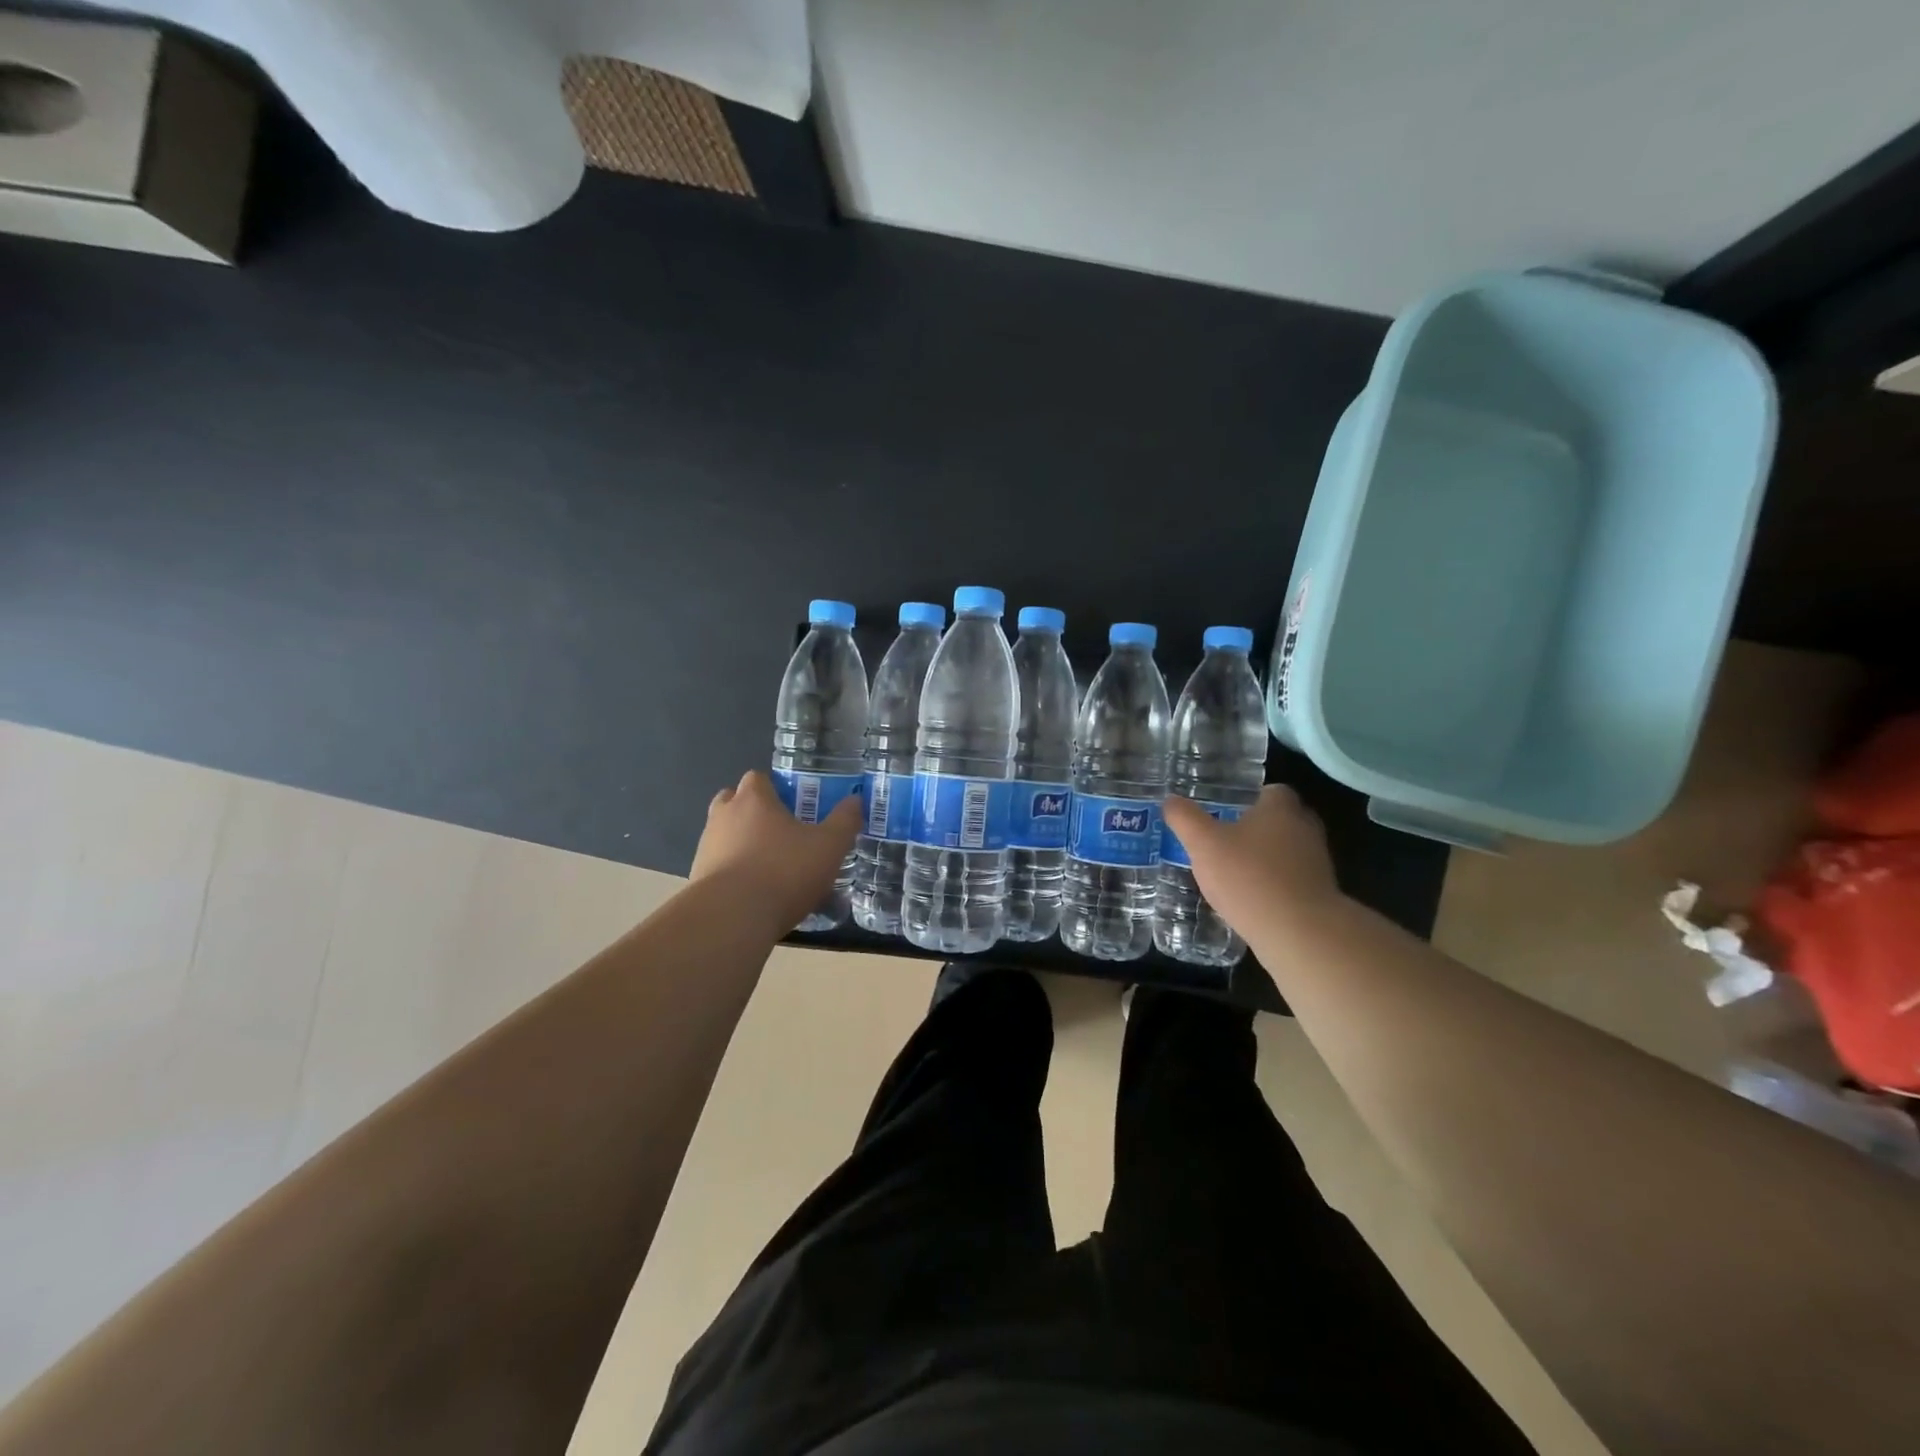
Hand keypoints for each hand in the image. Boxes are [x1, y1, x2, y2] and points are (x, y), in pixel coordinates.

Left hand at [690, 770, 861, 932]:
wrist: (731, 919)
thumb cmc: (783, 871)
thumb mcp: (829, 846)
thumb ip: (844, 821)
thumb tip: (855, 801)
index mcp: (753, 799)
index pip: (758, 778)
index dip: (775, 788)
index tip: (794, 805)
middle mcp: (723, 816)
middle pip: (734, 802)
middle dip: (754, 812)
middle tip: (780, 832)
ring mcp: (706, 847)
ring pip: (724, 835)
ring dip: (742, 844)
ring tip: (770, 867)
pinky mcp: (696, 879)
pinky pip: (718, 866)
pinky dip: (733, 873)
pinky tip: (754, 894)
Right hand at [1162, 785, 1341, 939]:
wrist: (1299, 932)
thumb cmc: (1249, 877)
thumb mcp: (1203, 844)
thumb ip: (1185, 819)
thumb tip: (1170, 800)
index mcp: (1280, 808)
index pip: (1271, 791)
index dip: (1249, 799)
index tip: (1226, 811)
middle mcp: (1305, 828)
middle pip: (1281, 820)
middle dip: (1257, 828)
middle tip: (1226, 840)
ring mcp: (1318, 863)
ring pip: (1288, 851)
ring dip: (1266, 858)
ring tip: (1234, 872)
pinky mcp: (1320, 894)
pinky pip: (1292, 880)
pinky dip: (1275, 885)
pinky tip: (1251, 900)